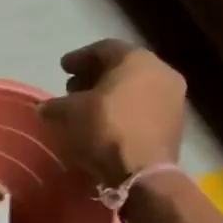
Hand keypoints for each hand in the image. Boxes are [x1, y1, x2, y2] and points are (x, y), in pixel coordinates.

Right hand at [39, 40, 187, 187]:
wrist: (143, 173)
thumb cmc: (105, 130)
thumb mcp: (69, 113)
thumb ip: (55, 105)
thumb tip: (46, 108)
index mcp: (137, 60)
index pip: (104, 49)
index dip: (79, 57)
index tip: (63, 68)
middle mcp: (161, 72)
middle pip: (123, 67)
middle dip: (95, 76)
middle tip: (73, 88)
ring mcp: (174, 98)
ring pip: (136, 88)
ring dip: (111, 94)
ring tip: (88, 108)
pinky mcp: (176, 123)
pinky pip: (144, 107)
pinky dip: (125, 110)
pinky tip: (106, 123)